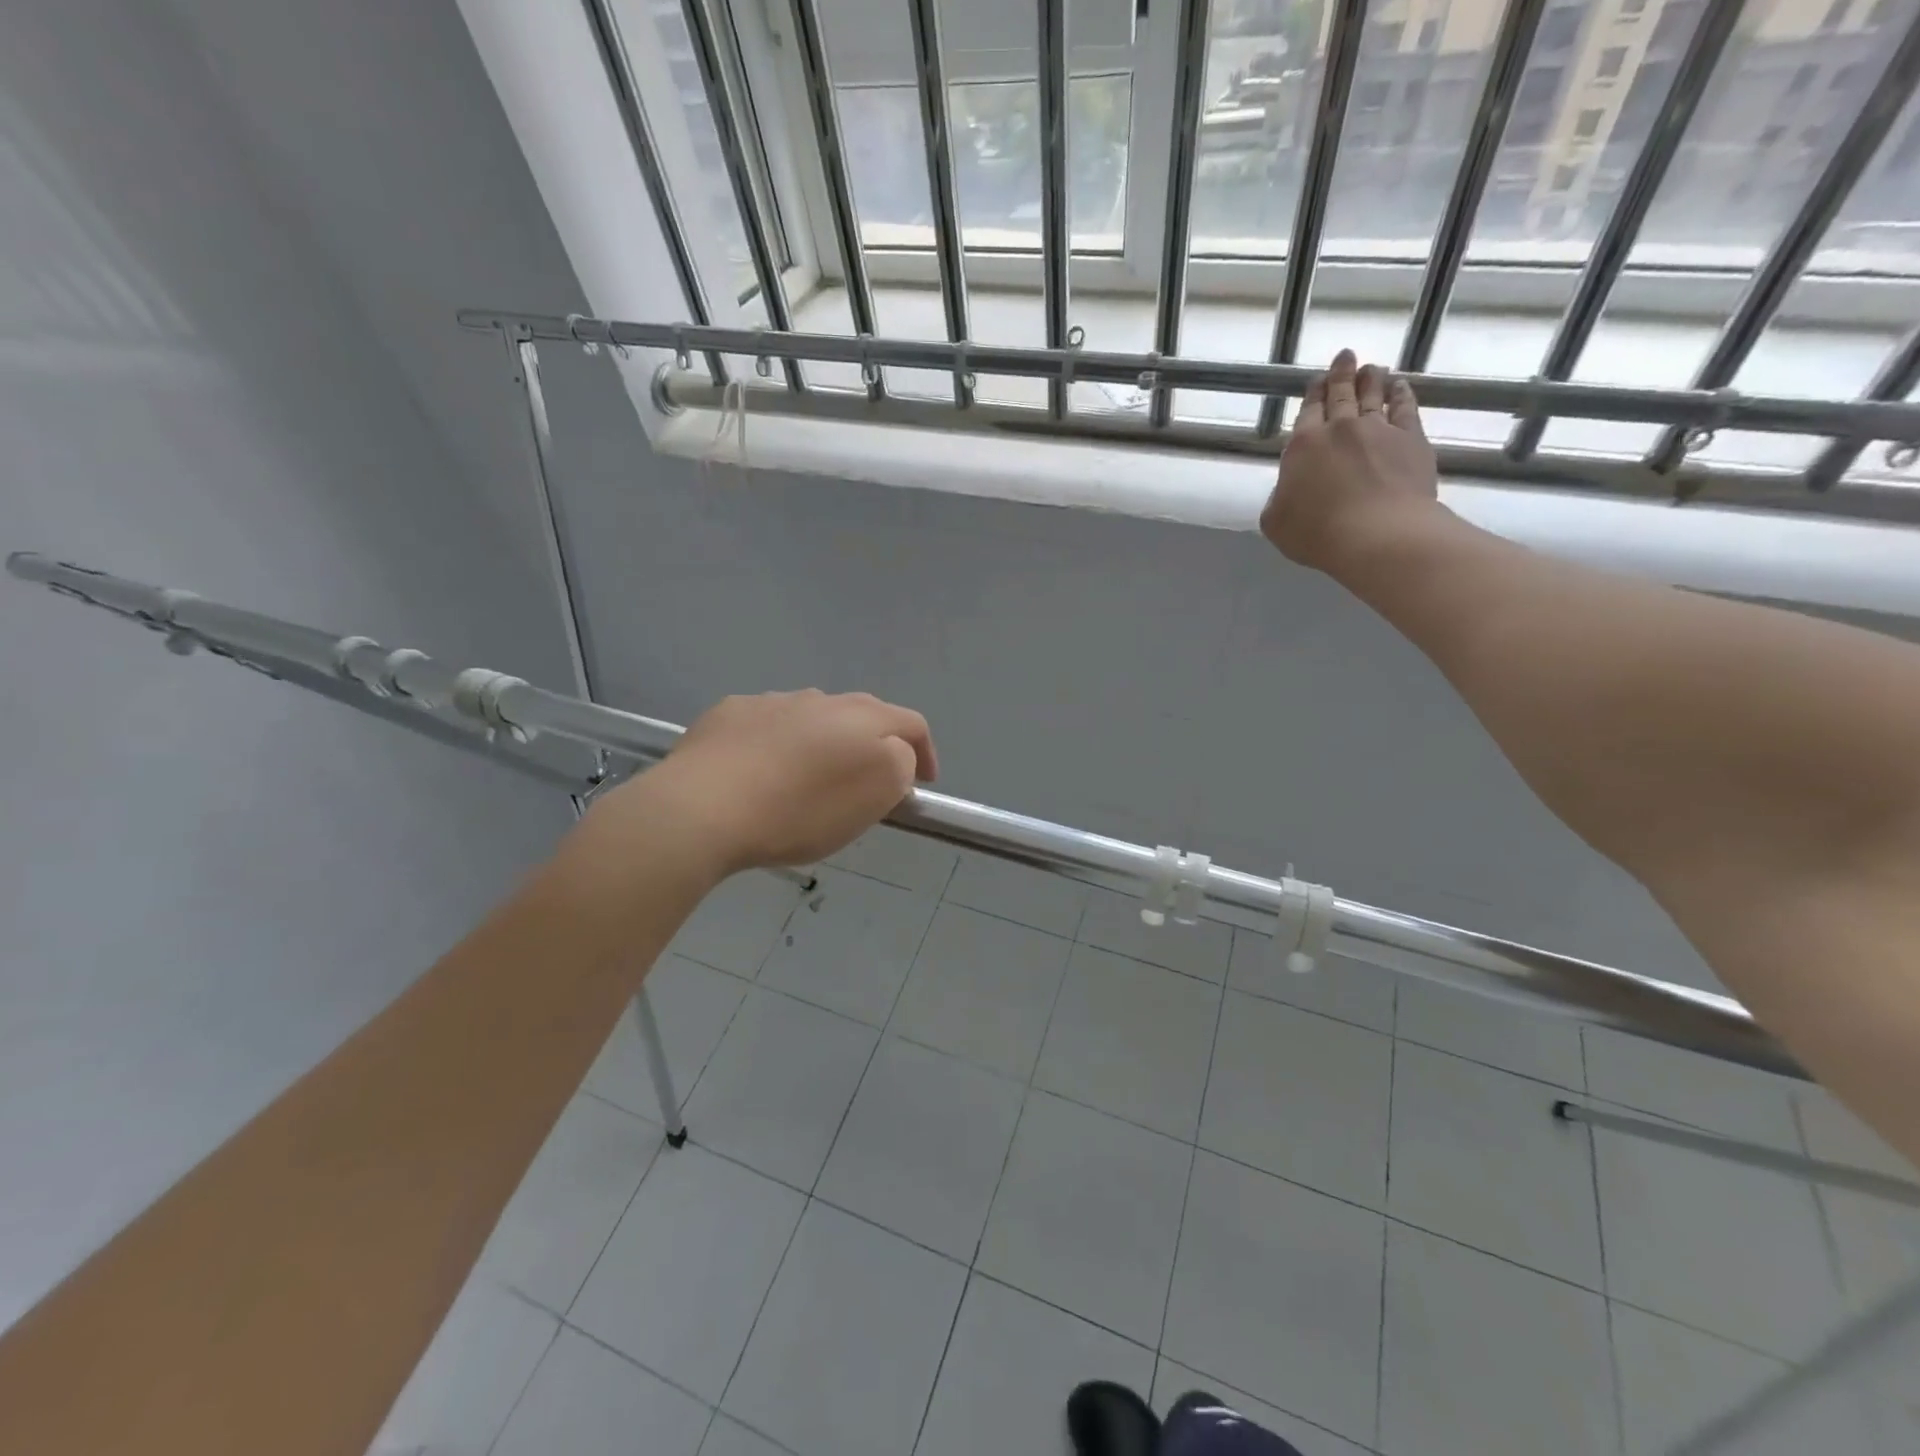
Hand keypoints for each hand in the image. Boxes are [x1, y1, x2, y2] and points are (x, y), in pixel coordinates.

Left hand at [588, 690, 937, 878]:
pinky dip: (778, 743)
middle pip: (862, 714)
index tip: (923, 783)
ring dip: (824, 741)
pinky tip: (761, 771)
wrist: (702, 807)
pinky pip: (768, 725)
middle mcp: (820, 699)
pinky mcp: (730, 713)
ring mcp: (772, 701)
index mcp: (862, 718)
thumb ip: (899, 767)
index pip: (911, 724)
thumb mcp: (871, 799)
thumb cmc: (799, 811)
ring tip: (810, 778)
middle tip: (868, 781)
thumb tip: (896, 756)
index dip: (925, 752)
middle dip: (874, 744)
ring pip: (813, 717)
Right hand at [1259, 349, 1441, 574]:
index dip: (1312, 394)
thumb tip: (1288, 488)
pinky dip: (1402, 394)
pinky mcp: (1411, 439)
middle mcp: (1340, 429)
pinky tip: (1400, 387)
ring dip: (1370, 379)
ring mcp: (1378, 430)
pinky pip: (1406, 408)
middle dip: (1341, 374)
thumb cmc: (1318, 533)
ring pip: (1373, 395)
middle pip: (1341, 394)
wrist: (1379, 534)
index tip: (1316, 381)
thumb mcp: (1276, 522)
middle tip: (1345, 356)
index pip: (1308, 411)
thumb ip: (1278, 499)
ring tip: (1371, 367)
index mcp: (1303, 446)